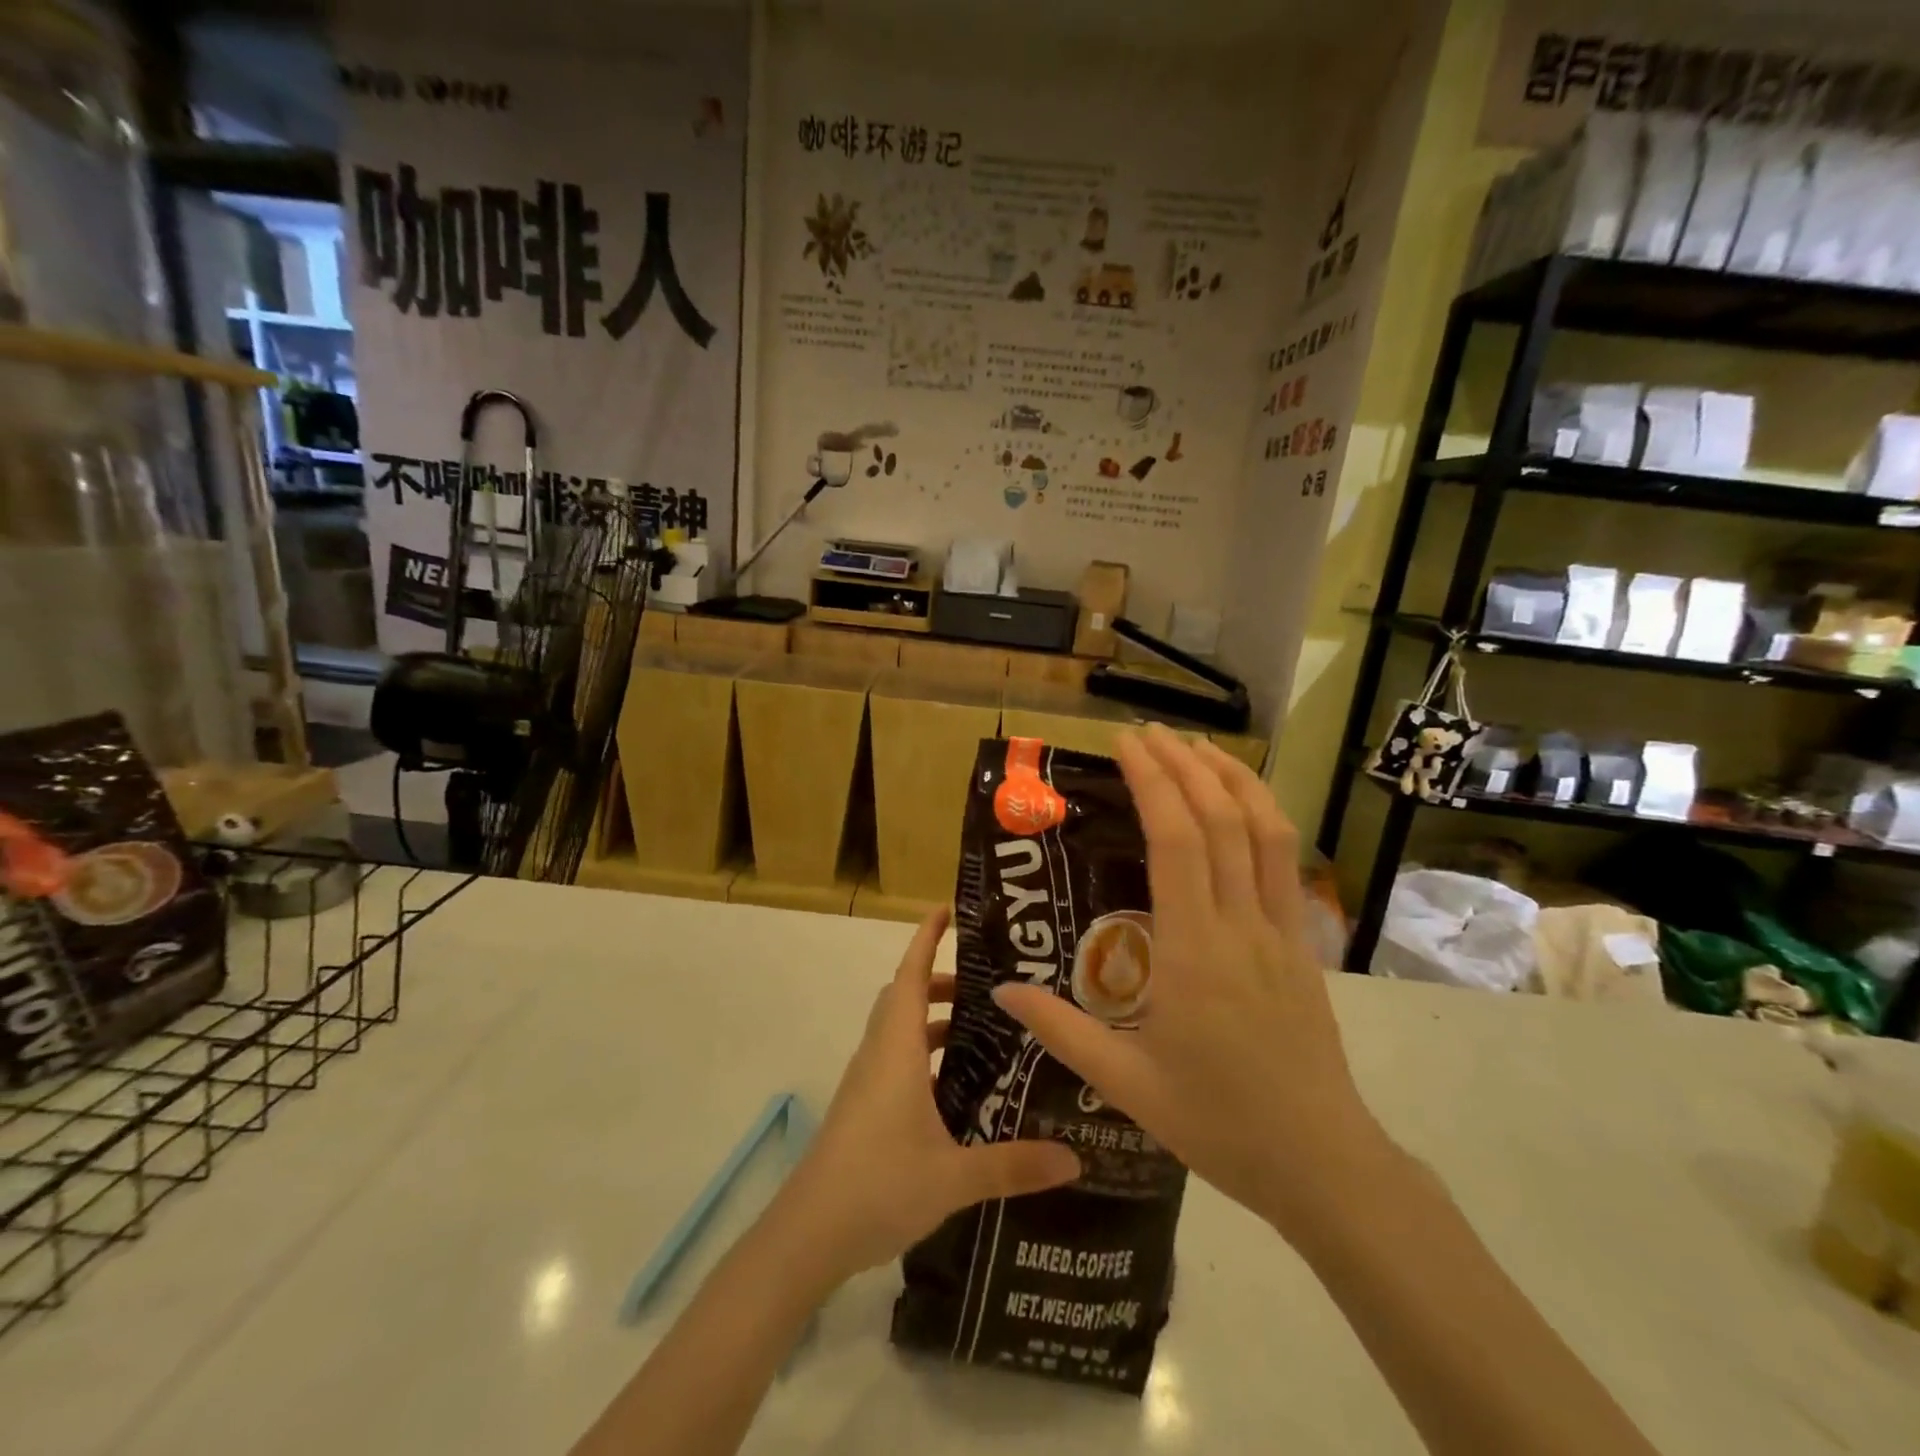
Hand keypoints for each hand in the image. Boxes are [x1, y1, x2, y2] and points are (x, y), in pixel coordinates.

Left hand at [777, 908, 1080, 1285]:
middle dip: (941, 982)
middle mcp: (879, 1054)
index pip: (911, 975)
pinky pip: (895, 1060)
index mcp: (897, 1049)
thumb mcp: (954, 1176)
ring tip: (979, 1036)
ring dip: (932, 1021)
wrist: (808, 1233)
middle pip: (906, 997)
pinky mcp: (862, 1108)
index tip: (945, 911)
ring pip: (899, 1030)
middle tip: (986, 989)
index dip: (926, 939)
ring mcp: (866, 1082)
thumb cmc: (878, 1184)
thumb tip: (1074, 1159)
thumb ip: (1014, 1165)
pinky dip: (923, 1055)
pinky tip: (953, 1090)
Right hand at [993, 727, 1388, 1239]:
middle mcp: (1241, 925)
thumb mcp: (1126, 1083)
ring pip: (1265, 830)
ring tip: (1196, 746)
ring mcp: (1280, 930)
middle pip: (1221, 819)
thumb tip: (1001, 992)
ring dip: (1232, 777)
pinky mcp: (1302, 942)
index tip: (1126, 744)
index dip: (1154, 781)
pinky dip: (1262, 815)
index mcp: (1195, 952)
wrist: (1321, 1162)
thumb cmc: (1218, 1123)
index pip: (1179, 841)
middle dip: (1184, 763)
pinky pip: (1283, 861)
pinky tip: (1241, 805)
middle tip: (1147, 732)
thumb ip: (1061, 1031)